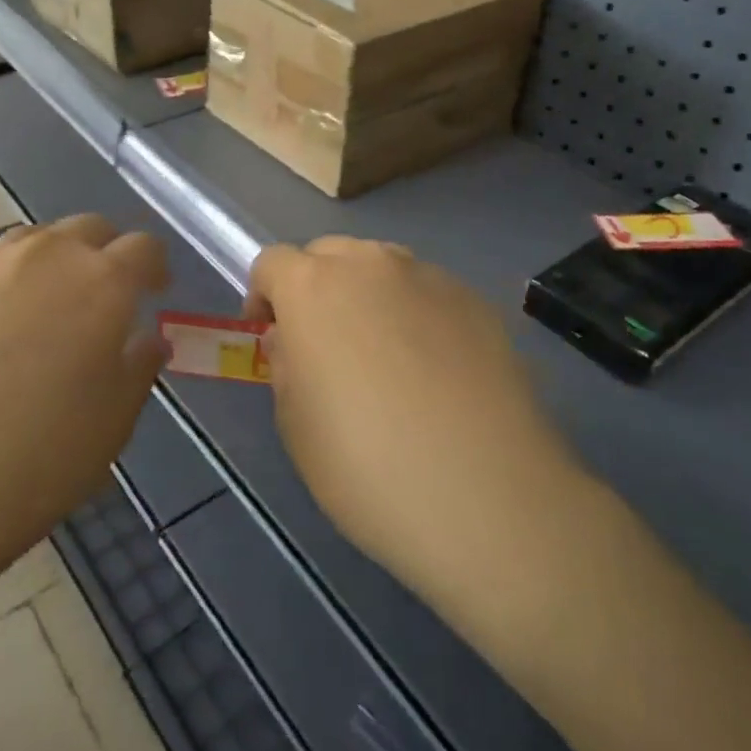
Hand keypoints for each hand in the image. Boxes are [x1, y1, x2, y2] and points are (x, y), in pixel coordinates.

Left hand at [0, 214, 169, 595]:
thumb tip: (148, 339)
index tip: (152, 291)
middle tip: (98, 297)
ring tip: (36, 308)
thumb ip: (138, 368)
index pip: (144, 247)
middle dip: (103, 254)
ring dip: (48, 262)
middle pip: (87, 229)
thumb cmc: (35, 463)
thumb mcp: (113, 424)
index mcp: (102, 284)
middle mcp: (45, 255)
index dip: (154, 266)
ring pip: (30, 239)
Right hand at [245, 237, 589, 592]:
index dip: (264, 297)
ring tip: (385, 357)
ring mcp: (432, 279)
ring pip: (384, 269)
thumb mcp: (296, 425)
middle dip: (316, 289)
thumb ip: (286, 366)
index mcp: (313, 287)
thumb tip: (296, 342)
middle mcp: (372, 265)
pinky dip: (419, 317)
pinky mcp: (478, 303)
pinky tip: (437, 373)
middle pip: (330, 255)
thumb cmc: (367, 465)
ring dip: (369, 296)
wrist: (486, 496)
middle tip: (325, 345)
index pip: (272, 262)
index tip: (272, 337)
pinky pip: (430, 295)